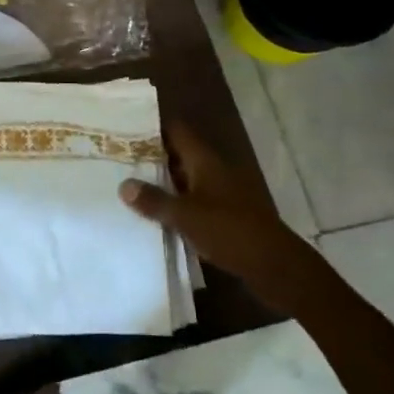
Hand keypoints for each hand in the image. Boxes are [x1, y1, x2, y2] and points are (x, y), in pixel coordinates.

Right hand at [119, 123, 328, 313]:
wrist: (275, 266)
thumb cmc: (229, 231)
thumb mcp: (185, 216)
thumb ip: (154, 200)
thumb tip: (124, 185)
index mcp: (205, 161)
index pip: (176, 131)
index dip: (152, 127)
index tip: (124, 129)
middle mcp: (213, 171)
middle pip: (179, 154)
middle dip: (151, 156)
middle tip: (118, 159)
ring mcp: (222, 193)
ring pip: (185, 179)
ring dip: (162, 182)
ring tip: (128, 185)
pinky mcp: (225, 215)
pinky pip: (193, 201)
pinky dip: (175, 204)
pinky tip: (154, 214)